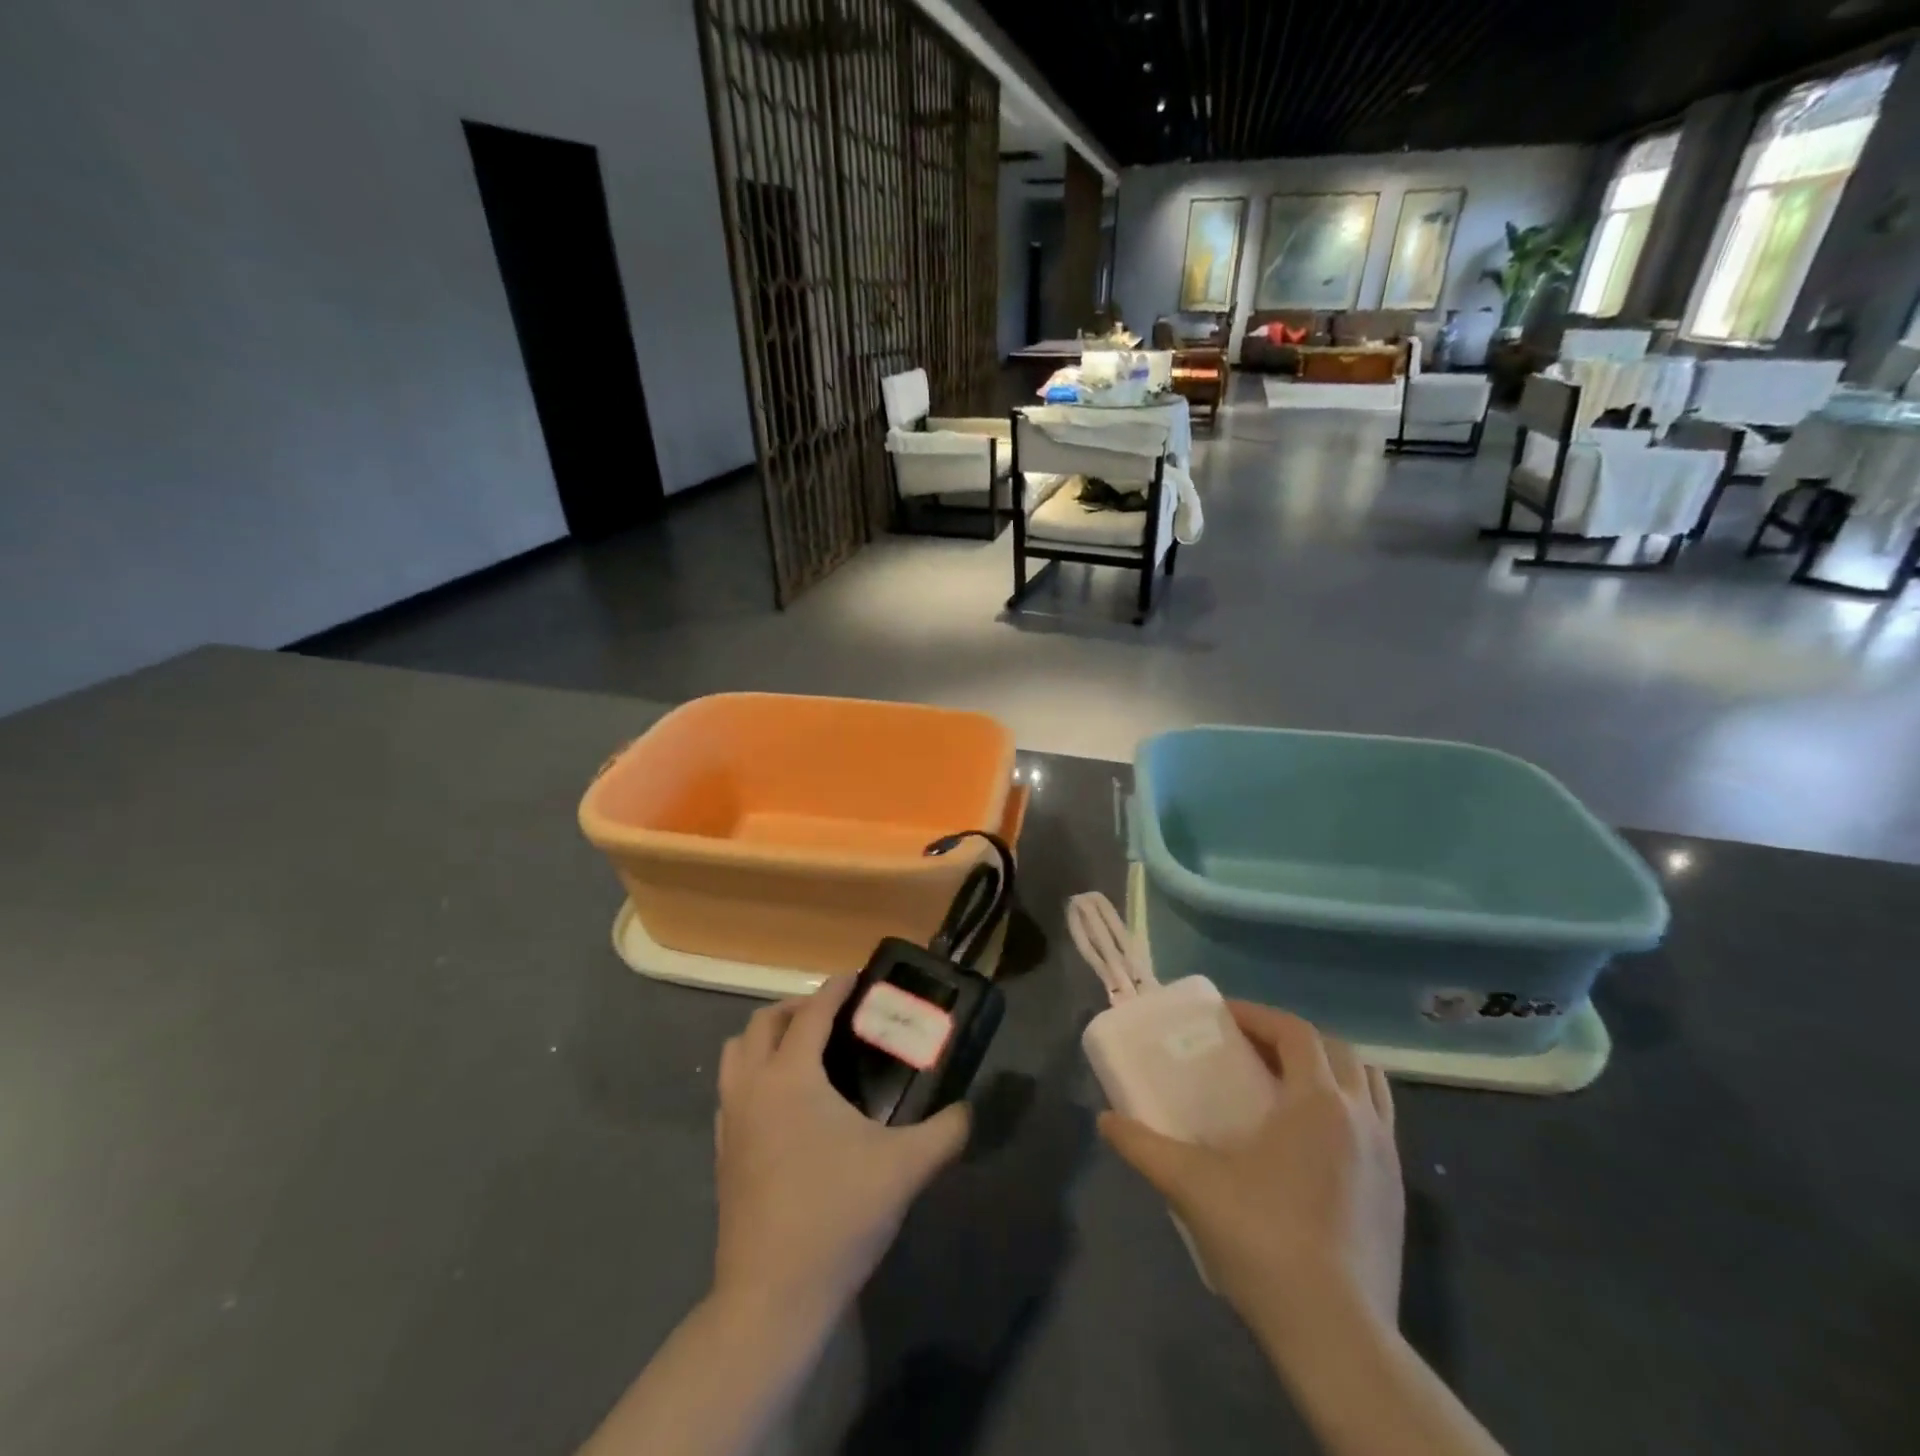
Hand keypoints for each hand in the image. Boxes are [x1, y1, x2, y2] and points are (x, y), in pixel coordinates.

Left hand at [712, 976, 969, 1326]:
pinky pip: (731, 1091)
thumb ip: (946, 1131)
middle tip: (832, 1016)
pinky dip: (753, 1075)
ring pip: (736, 1054)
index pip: (811, 1013)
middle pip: (762, 1023)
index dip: (834, 989)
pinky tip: (784, 1104)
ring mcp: (731, 1121)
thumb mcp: (905, 1168)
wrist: (771, 1297)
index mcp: (790, 1077)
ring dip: (766, 1039)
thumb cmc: (836, 1216)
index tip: (856, 978)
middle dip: (796, 1008)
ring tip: (803, 1051)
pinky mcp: (723, 1154)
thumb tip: (969, 1110)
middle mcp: (752, 1087)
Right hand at [1099, 1003, 1403, 1359]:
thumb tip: (1104, 1120)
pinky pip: (1377, 1126)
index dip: (1258, 1016)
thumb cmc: (1263, 1240)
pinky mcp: (1396, 1195)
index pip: (1295, 1031)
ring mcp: (1387, 1157)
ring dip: (1329, 1071)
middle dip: (1293, 1039)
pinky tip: (1311, 1143)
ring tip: (1286, 1087)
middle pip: (1337, 1050)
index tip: (1224, 1018)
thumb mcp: (1191, 1185)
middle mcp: (1361, 1117)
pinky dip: (1347, 1111)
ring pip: (1369, 1086)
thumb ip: (1143, 1146)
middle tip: (1251, 1049)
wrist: (1337, 1336)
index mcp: (1318, 1102)